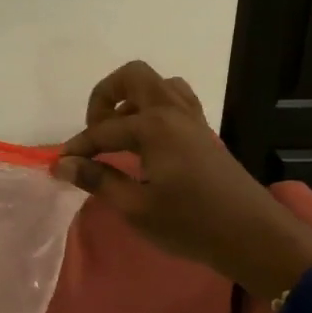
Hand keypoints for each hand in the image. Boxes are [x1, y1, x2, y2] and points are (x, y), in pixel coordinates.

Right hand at [52, 62, 311, 300]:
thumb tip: (63, 165)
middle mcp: (172, 111)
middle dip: (104, 96)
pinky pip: (175, 102)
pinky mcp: (203, 133)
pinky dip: (153, 109)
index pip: (102, 130)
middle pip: (133, 77)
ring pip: (158, 85)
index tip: (58, 167)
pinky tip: (145, 143)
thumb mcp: (136, 207)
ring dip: (132, 100)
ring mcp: (192, 119)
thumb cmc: (191, 223)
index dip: (77, 148)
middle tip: (94, 131)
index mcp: (153, 126)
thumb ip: (98, 180)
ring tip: (118, 133)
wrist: (253, 236)